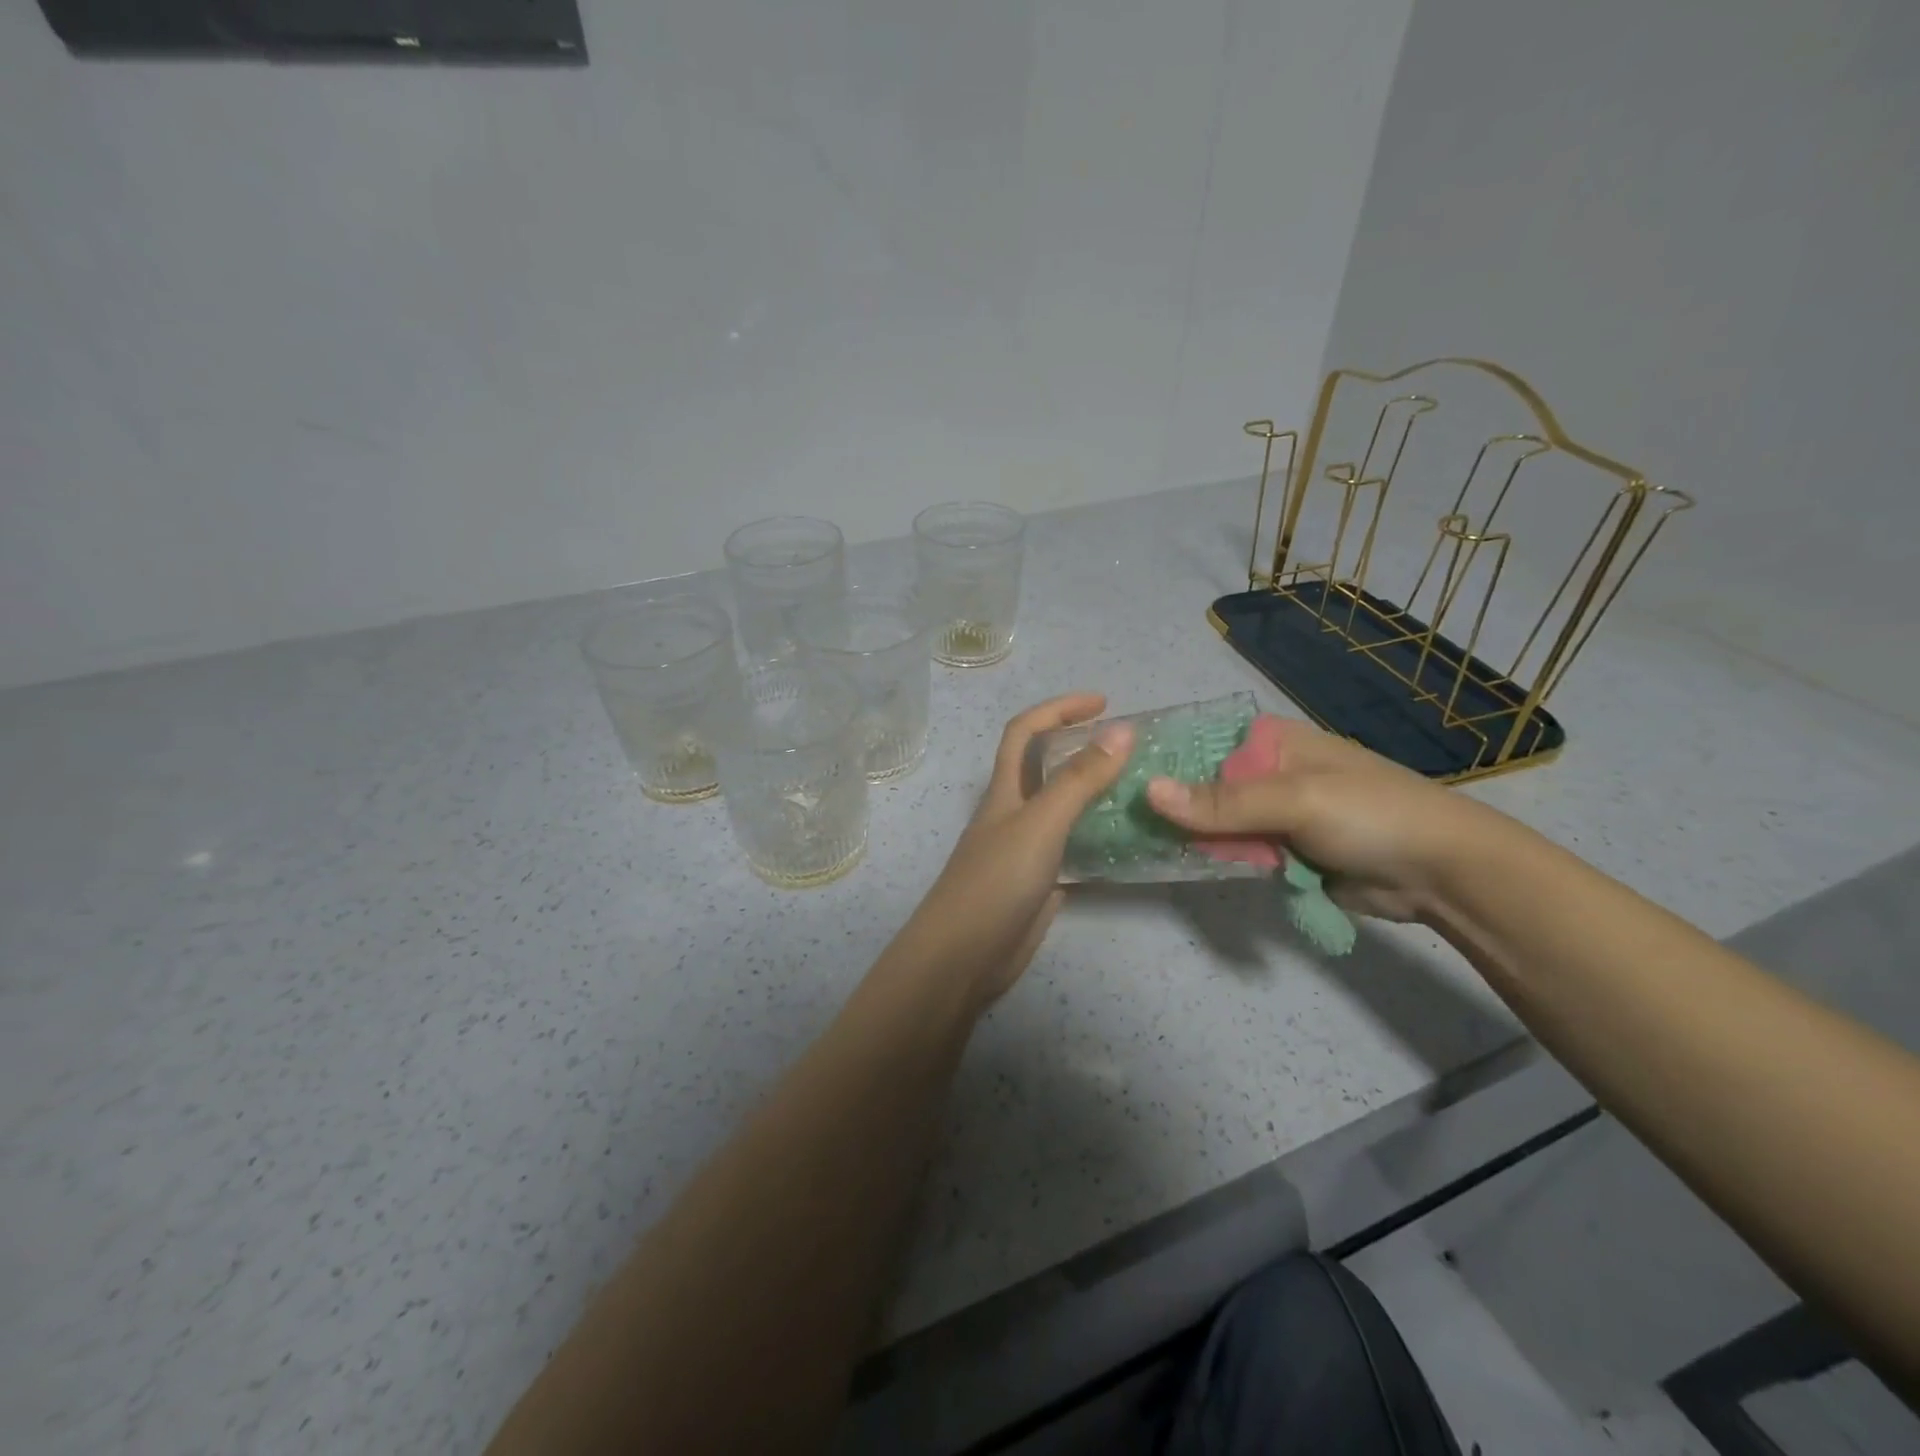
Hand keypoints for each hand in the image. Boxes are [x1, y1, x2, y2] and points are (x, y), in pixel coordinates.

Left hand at [886, 694, 1133, 1007]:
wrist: (964, 957)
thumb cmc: (996, 881)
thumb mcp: (1040, 823)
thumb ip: (1079, 779)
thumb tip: (1121, 729)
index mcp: (1005, 789)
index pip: (1025, 731)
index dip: (1058, 708)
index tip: (1104, 702)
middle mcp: (1013, 812)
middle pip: (1044, 765)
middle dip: (1079, 744)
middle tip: (1128, 745)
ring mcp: (1026, 848)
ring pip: (1061, 806)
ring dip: (1093, 790)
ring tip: (1139, 785)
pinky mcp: (1040, 882)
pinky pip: (1073, 847)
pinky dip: (1098, 836)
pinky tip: (1129, 840)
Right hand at [1144, 717, 1503, 922]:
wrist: (1442, 872)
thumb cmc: (1370, 813)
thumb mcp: (1295, 799)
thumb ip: (1222, 801)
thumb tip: (1148, 791)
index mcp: (1270, 742)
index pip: (1199, 742)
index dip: (1159, 757)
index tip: (1113, 775)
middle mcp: (1266, 773)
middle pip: (1201, 785)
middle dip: (1167, 802)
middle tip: (1113, 817)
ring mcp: (1273, 814)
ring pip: (1214, 822)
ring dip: (1186, 833)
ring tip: (1130, 840)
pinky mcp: (1282, 852)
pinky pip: (1235, 852)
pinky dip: (1212, 858)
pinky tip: (1172, 861)